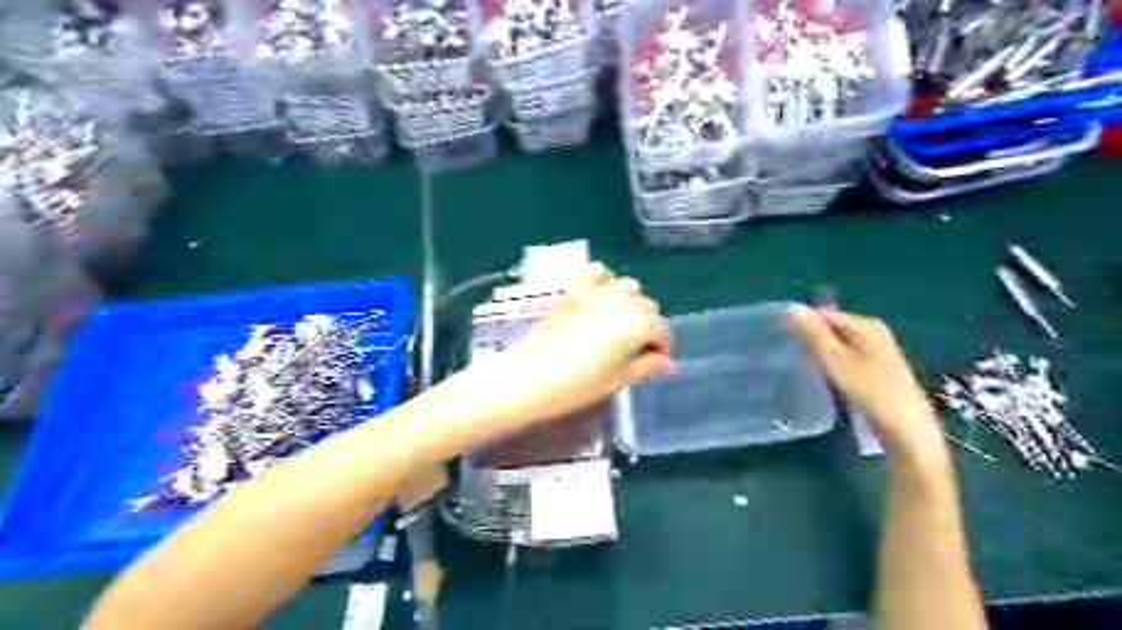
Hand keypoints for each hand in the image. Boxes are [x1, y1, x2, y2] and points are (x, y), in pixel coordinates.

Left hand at [502, 263, 674, 420]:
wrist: (529, 376)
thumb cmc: (578, 384)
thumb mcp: (618, 379)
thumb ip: (647, 365)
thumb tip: (666, 362)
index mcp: (637, 325)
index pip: (661, 329)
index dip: (662, 346)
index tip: (653, 361)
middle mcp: (622, 301)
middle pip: (648, 306)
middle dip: (647, 325)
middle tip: (634, 348)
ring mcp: (596, 292)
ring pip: (627, 286)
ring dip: (630, 302)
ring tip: (618, 323)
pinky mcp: (575, 289)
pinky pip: (597, 272)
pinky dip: (605, 281)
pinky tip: (600, 299)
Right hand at [789, 309, 944, 453]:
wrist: (906, 429)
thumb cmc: (869, 390)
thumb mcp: (834, 359)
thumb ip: (812, 332)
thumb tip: (790, 307)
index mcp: (865, 324)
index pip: (823, 314)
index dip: (802, 324)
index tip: (782, 340)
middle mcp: (875, 332)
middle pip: (832, 328)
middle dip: (811, 339)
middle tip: (788, 355)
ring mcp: (880, 351)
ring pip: (840, 345)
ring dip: (822, 353)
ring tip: (802, 367)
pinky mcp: (880, 371)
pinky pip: (848, 358)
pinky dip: (834, 364)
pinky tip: (825, 379)